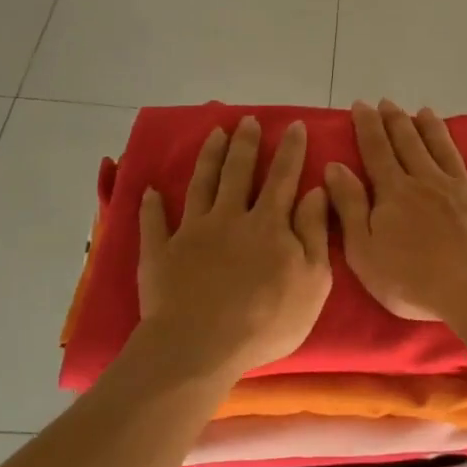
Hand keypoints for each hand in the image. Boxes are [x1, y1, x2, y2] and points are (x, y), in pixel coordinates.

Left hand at [137, 117, 331, 378]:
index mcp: (268, 223)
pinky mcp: (161, 253)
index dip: (291, 150)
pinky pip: (154, 223)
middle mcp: (229, 217)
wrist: (200, 347)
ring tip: (215, 133)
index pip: (283, 178)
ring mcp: (192, 232)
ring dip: (208, 157)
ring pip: (201, 184)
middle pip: (238, 172)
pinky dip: (151, 206)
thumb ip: (314, 232)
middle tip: (247, 120)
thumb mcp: (312, 281)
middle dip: (245, 143)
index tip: (295, 125)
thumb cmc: (265, 320)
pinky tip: (150, 190)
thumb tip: (316, 191)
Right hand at [323, 100, 466, 322]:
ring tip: (426, 112)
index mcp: (395, 191)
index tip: (360, 105)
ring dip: (434, 130)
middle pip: (410, 144)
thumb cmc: (413, 279)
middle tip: (387, 102)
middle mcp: (429, 181)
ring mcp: (464, 190)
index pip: (377, 150)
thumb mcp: (365, 250)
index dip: (367, 126)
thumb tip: (334, 167)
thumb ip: (350, 206)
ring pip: (446, 151)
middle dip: (396, 121)